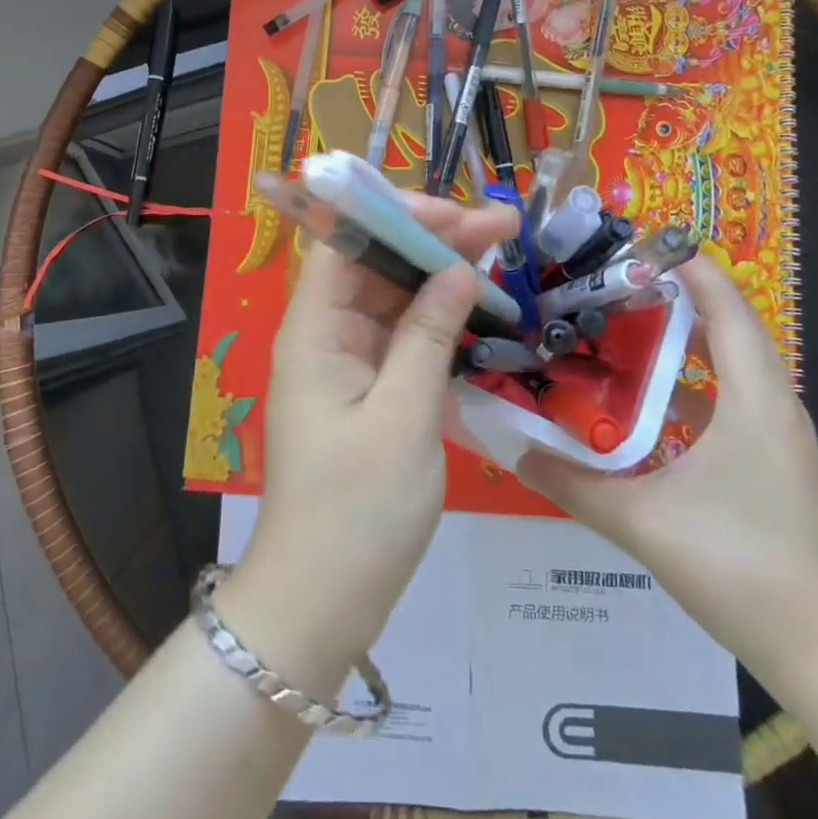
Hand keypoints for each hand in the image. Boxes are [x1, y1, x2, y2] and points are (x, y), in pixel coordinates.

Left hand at [221, 195, 519, 690]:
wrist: (322, 603)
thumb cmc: (357, 511)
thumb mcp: (404, 418)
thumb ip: (429, 336)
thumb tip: (460, 268)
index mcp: (314, 329)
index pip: (346, 242)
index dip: (397, 216)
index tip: (458, 215)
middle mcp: (325, 334)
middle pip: (377, 264)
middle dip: (435, 240)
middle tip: (503, 227)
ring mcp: (348, 363)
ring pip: (395, 298)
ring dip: (443, 277)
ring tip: (503, 257)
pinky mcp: (369, 390)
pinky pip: (404, 338)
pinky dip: (441, 322)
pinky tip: (482, 311)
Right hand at [517, 252, 817, 686]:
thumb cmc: (739, 567)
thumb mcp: (643, 522)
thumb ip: (574, 485)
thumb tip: (515, 450)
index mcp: (755, 402)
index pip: (729, 311)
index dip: (693, 271)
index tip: (645, 243)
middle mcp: (775, 409)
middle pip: (732, 331)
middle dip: (681, 299)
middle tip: (619, 284)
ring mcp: (780, 440)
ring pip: (734, 369)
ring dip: (688, 344)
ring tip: (627, 332)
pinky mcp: (776, 467)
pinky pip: (734, 403)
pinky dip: (694, 387)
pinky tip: (650, 407)